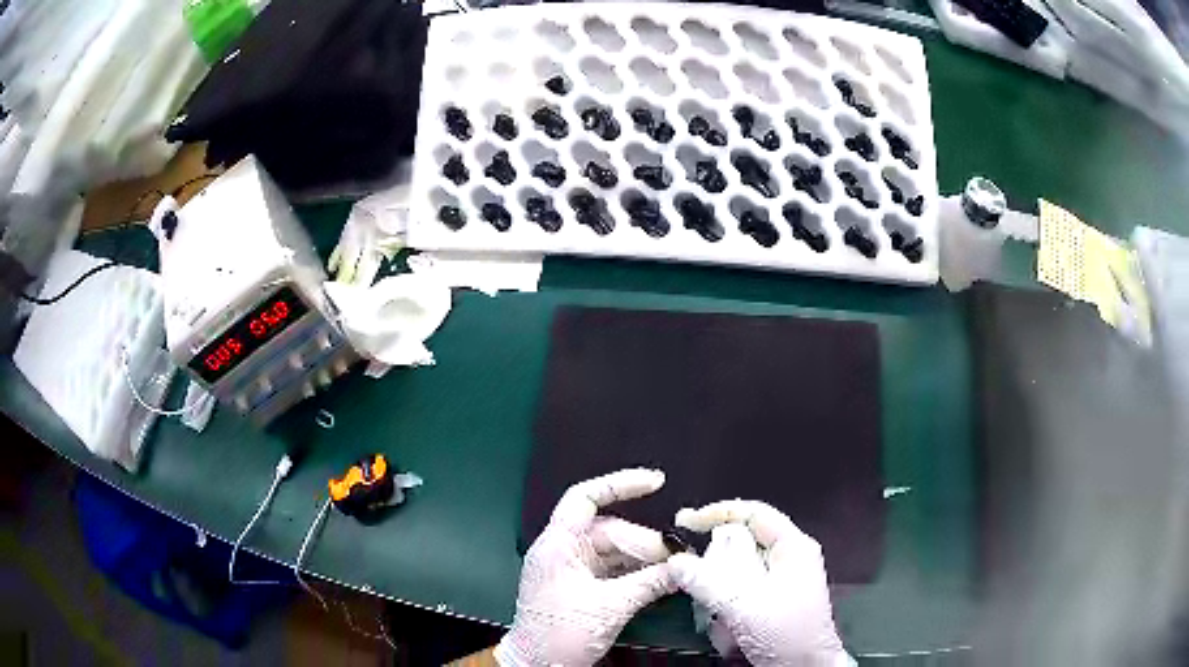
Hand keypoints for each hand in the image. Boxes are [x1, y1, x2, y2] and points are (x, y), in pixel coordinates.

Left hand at [495, 469, 677, 665]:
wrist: (536, 665)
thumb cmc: (558, 635)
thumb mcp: (610, 608)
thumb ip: (649, 583)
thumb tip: (681, 568)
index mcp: (558, 546)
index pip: (585, 499)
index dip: (619, 484)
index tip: (654, 482)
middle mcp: (562, 551)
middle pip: (610, 530)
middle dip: (645, 542)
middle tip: (676, 558)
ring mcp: (571, 569)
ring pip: (615, 552)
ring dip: (643, 559)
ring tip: (673, 570)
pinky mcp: (580, 585)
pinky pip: (613, 569)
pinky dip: (636, 573)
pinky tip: (659, 580)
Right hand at [669, 500, 852, 666]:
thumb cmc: (787, 633)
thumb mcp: (744, 605)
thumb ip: (707, 580)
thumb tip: (675, 560)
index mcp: (792, 547)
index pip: (754, 513)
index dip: (718, 513)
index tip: (685, 522)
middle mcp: (787, 559)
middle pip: (741, 545)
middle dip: (716, 569)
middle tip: (701, 587)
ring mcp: (780, 582)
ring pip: (735, 575)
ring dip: (721, 597)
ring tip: (725, 621)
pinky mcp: (770, 603)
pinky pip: (739, 596)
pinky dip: (728, 611)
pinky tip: (732, 633)